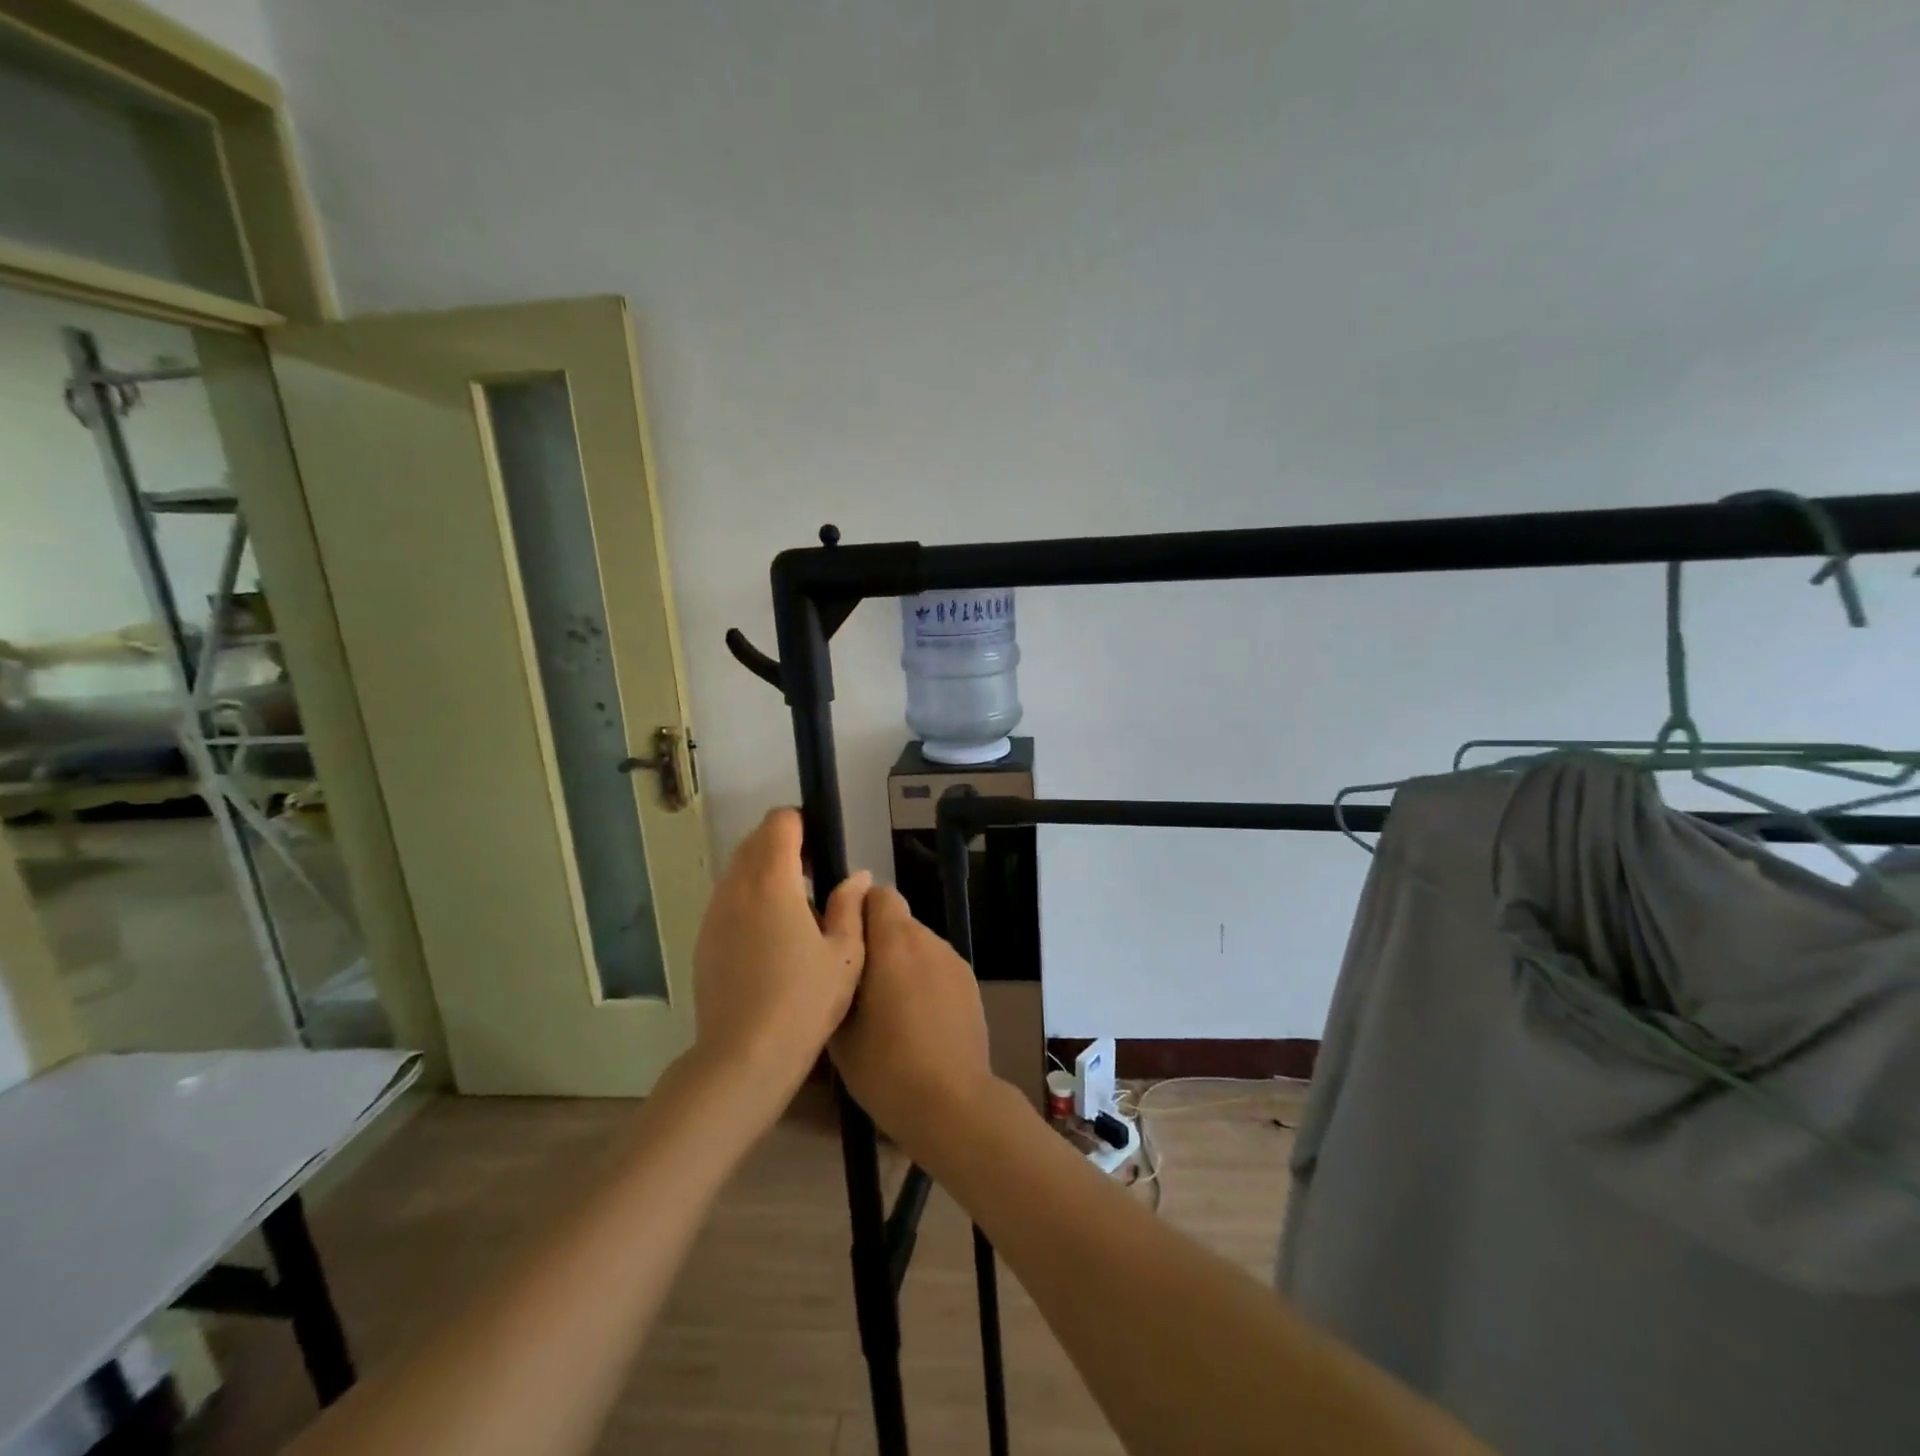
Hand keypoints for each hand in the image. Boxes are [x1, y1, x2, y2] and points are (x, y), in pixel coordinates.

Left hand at [691, 809, 870, 1112]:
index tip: (822, 846)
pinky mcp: (704, 939)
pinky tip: (770, 934)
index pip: (779, 823)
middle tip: (814, 874)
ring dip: (763, 870)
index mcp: (773, 883)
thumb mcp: (844, 955)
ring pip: (737, 869)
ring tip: (794, 906)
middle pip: (754, 841)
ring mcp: (714, 914)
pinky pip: (726, 898)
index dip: (802, 823)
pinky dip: (747, 897)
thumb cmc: (803, 1003)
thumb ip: (849, 906)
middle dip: (783, 843)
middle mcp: (737, 888)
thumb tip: (856, 876)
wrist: (743, 1057)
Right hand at [829, 886, 999, 1163]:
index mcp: (894, 944)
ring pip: (918, 942)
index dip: (858, 909)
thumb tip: (832, 953)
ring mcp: (953, 960)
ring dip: (900, 959)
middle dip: (876, 939)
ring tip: (887, 1005)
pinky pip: (936, 964)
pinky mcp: (970, 981)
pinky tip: (916, 1018)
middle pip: (897, 919)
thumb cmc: (886, 1068)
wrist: (953, 1103)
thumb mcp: (841, 1029)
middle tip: (858, 981)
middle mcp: (927, 940)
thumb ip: (836, 978)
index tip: (843, 940)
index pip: (879, 894)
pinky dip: (922, 977)